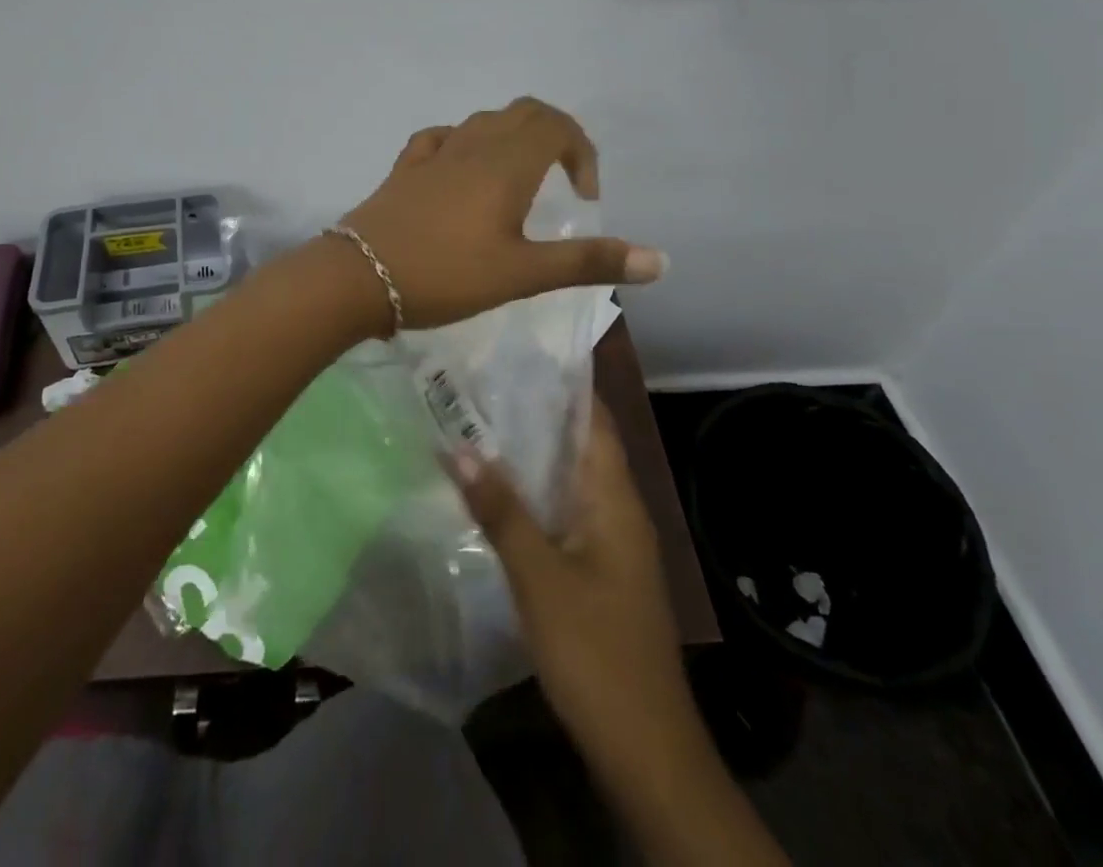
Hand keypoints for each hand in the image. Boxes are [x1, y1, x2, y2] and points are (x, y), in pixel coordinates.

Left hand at [337, 97, 665, 331]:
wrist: (359, 276)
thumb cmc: (446, 274)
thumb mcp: (523, 273)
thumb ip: (589, 262)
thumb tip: (661, 260)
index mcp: (507, 163)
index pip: (557, 125)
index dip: (582, 150)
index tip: (585, 195)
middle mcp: (473, 145)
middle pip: (523, 113)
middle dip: (553, 134)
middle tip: (563, 178)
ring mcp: (435, 153)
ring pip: (483, 121)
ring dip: (511, 137)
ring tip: (519, 179)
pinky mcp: (405, 168)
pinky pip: (442, 138)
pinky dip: (465, 143)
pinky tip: (461, 170)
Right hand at [452, 399, 697, 768]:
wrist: (644, 749)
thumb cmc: (596, 652)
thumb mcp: (539, 576)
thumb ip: (500, 509)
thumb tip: (457, 446)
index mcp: (615, 498)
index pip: (594, 418)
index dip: (563, 382)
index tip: (518, 353)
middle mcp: (618, 509)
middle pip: (578, 444)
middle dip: (535, 413)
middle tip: (481, 384)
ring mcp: (610, 541)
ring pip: (568, 479)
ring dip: (531, 454)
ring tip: (478, 423)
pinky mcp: (599, 570)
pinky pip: (564, 511)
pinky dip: (533, 493)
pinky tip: (495, 492)